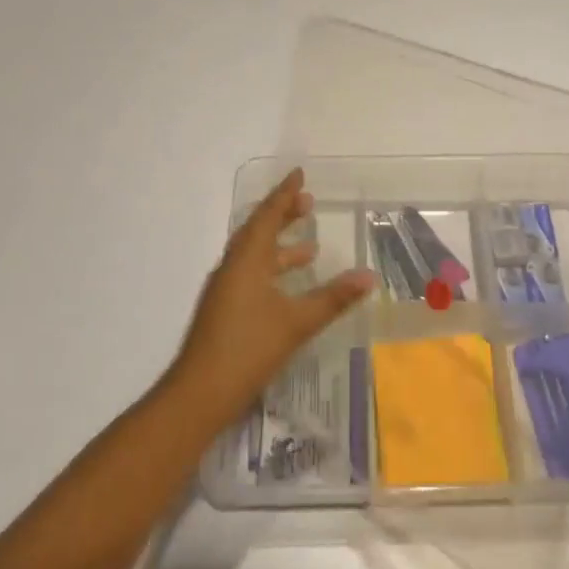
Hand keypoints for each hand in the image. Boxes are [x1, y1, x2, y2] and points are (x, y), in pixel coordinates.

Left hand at [169, 168, 375, 427]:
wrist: (199, 394)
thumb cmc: (248, 349)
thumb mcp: (297, 322)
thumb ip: (334, 298)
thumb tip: (369, 276)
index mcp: (246, 260)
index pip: (267, 216)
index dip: (284, 194)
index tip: (299, 174)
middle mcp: (232, 267)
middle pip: (258, 231)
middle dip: (282, 215)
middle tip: (307, 203)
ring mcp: (225, 290)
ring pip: (254, 255)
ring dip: (280, 246)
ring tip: (310, 247)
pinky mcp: (224, 310)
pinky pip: (251, 274)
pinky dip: (273, 269)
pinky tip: (289, 287)